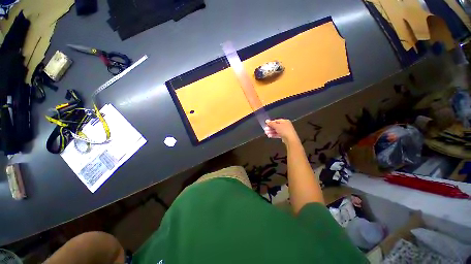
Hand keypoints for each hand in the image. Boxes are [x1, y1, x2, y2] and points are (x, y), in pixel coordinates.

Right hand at [264, 119, 299, 144]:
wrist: (290, 139)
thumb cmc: (284, 130)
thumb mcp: (276, 126)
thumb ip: (271, 123)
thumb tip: (266, 120)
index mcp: (284, 121)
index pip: (276, 121)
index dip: (271, 123)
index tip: (266, 125)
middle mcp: (285, 125)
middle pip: (276, 126)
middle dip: (270, 128)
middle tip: (265, 130)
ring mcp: (285, 131)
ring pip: (276, 131)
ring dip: (271, 132)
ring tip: (266, 133)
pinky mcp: (284, 136)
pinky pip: (278, 134)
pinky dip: (274, 135)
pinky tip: (270, 136)